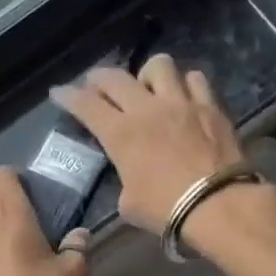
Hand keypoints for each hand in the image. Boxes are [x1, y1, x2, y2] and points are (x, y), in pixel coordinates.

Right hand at [49, 54, 244, 232]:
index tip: (59, 92)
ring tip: (147, 86)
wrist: (217, 205)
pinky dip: (184, 84)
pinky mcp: (210, 106)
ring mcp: (181, 103)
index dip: (68, 96)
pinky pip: (195, 79)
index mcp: (120, 134)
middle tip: (96, 84)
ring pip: (159, 65)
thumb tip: (130, 180)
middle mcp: (146, 109)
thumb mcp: (129, 204)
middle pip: (116, 78)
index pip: (86, 105)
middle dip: (99, 78)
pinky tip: (184, 95)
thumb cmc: (166, 210)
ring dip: (146, 73)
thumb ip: (124, 183)